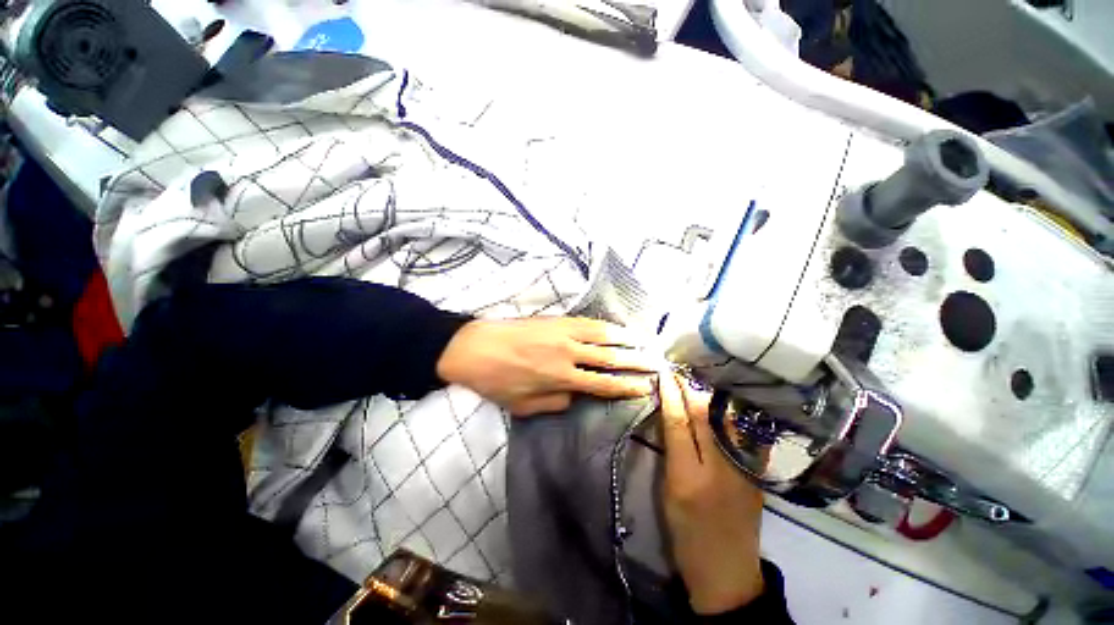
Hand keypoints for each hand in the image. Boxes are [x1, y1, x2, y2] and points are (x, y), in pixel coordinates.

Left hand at [436, 317, 656, 415]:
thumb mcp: (524, 405)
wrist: (473, 347)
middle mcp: (568, 353)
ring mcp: (563, 332)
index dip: (626, 386)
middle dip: (636, 361)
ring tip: (645, 341)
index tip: (645, 387)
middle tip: (657, 362)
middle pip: (610, 357)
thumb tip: (579, 395)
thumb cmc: (496, 380)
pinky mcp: (556, 319)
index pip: (602, 383)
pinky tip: (616, 327)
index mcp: (560, 378)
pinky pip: (587, 322)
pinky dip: (606, 325)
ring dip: (627, 338)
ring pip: (603, 334)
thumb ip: (556, 402)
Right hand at [659, 372, 765, 614]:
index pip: (678, 423)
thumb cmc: (686, 534)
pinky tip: (725, 398)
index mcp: (689, 477)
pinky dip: (732, 411)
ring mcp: (745, 469)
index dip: (670, 395)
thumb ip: (671, 452)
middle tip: (679, 370)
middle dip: (689, 388)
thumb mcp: (667, 492)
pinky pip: (745, 432)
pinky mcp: (758, 472)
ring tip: (698, 377)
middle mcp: (720, 468)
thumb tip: (671, 415)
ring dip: (710, 395)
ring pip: (727, 419)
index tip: (664, 374)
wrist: (727, 570)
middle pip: (704, 416)